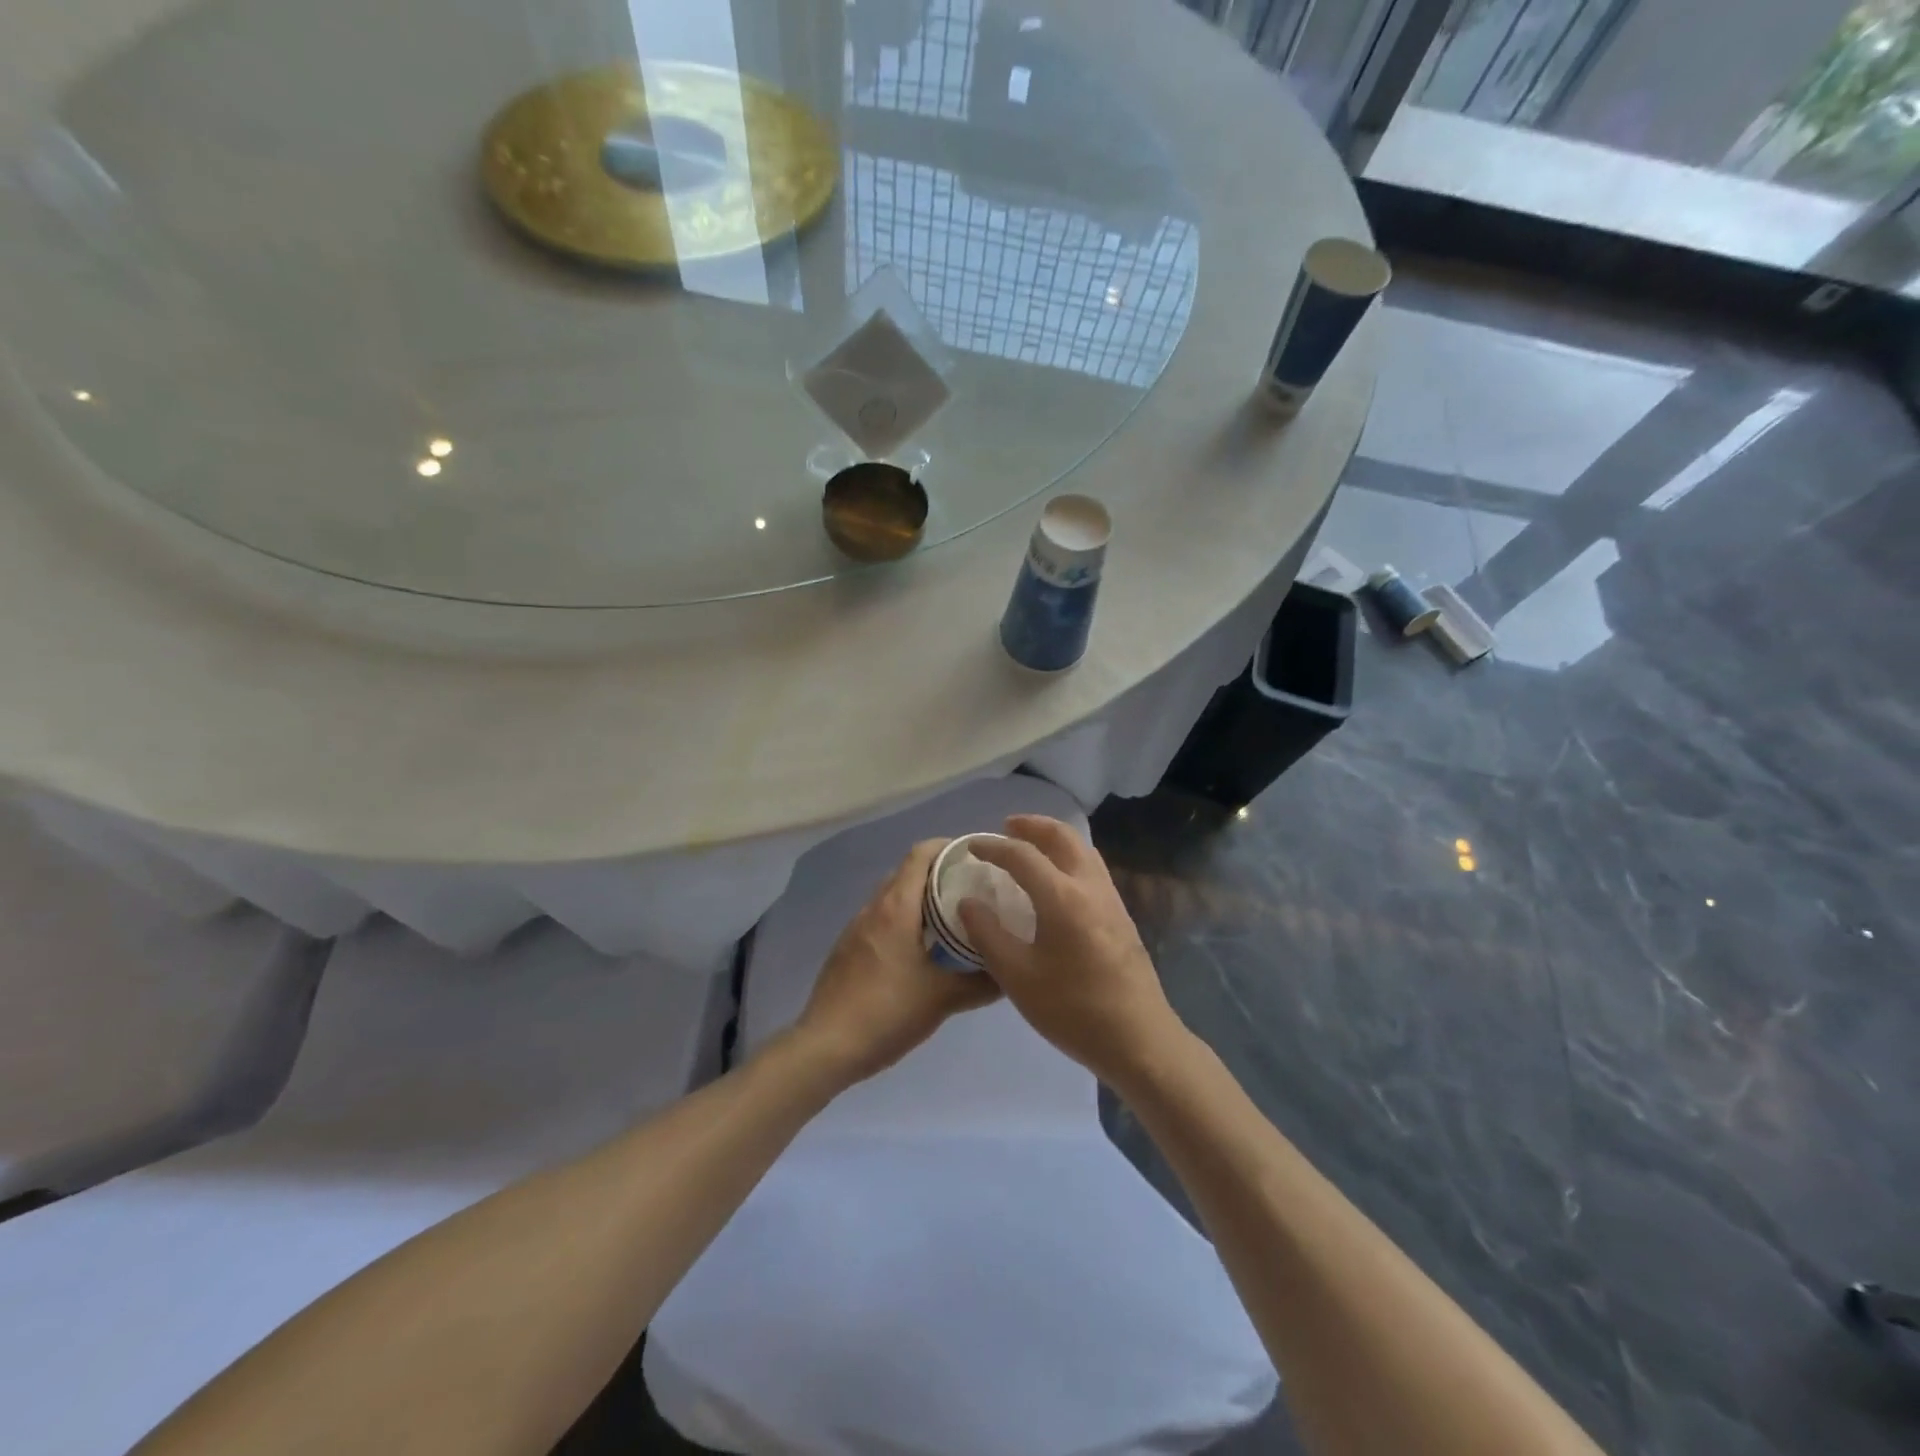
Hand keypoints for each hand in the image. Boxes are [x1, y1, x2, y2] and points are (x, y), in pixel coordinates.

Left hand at [793, 839, 999, 1087]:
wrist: (826, 1046)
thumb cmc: (887, 1011)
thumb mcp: (942, 999)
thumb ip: (981, 983)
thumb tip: (1011, 972)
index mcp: (897, 907)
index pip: (920, 854)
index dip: (948, 847)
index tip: (976, 856)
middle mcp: (874, 908)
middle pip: (908, 873)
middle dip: (940, 873)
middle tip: (973, 889)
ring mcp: (856, 929)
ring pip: (893, 898)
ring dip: (921, 899)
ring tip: (954, 917)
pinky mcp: (848, 949)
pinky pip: (881, 920)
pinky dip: (904, 920)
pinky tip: (921, 949)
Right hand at [958, 816, 1186, 1090]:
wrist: (1139, 1039)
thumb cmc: (1072, 1009)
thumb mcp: (1017, 977)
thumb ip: (988, 935)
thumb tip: (968, 902)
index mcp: (1063, 897)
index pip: (1023, 855)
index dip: (994, 847)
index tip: (972, 847)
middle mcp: (1090, 886)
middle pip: (1062, 837)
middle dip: (1033, 826)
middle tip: (1007, 828)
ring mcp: (1112, 899)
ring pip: (1083, 849)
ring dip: (1055, 838)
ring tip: (1031, 846)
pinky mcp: (1122, 915)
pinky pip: (1093, 868)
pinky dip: (1070, 857)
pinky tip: (1058, 880)